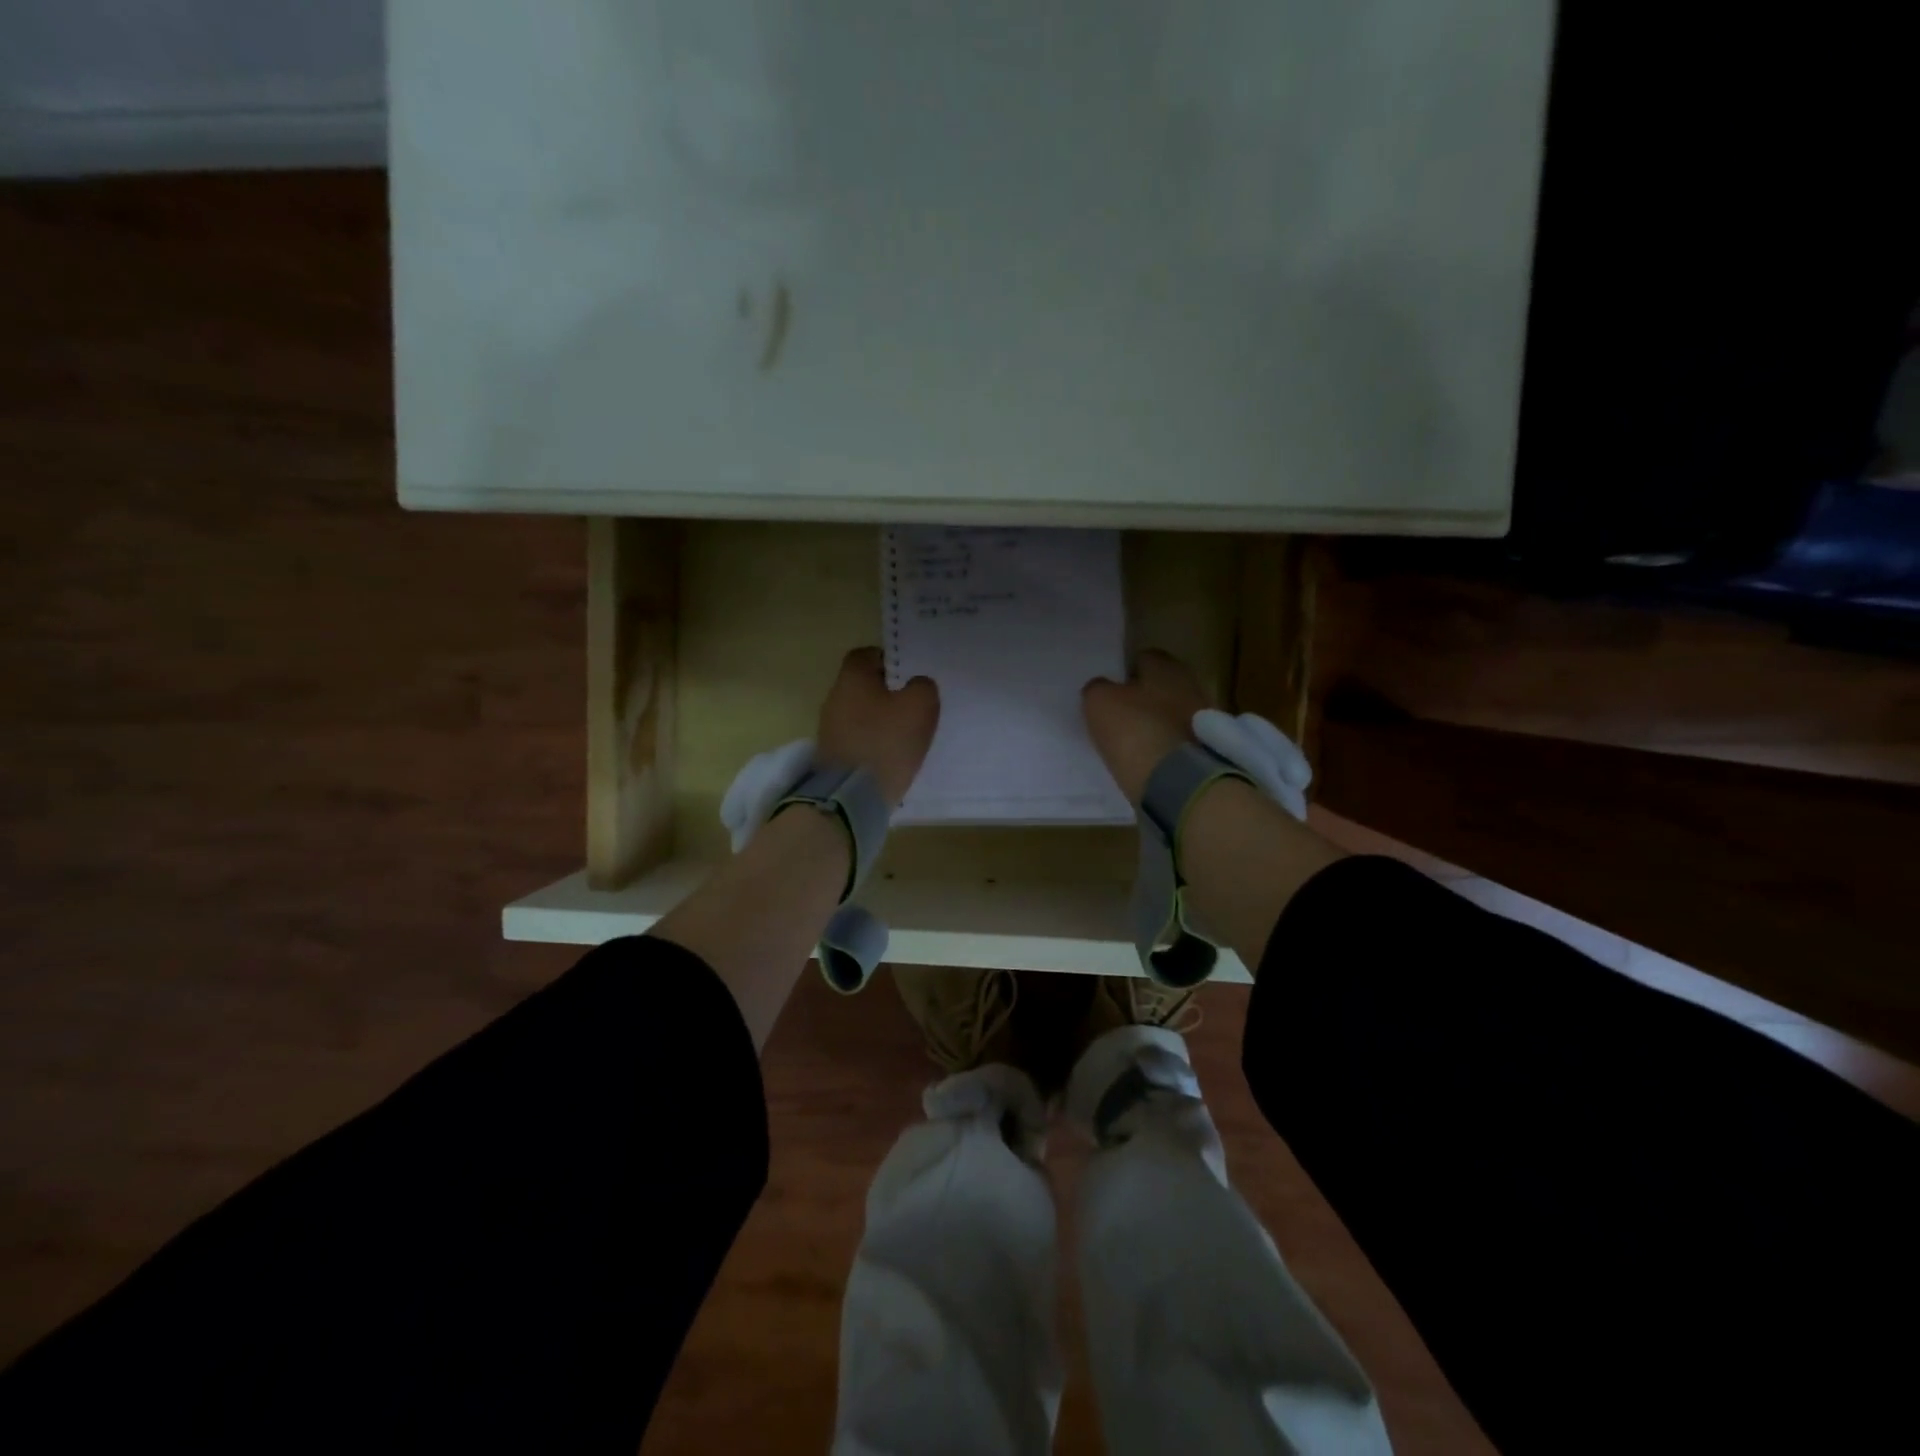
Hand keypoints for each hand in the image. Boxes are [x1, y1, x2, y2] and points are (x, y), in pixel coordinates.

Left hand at [816, 647, 939, 808]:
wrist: (851, 796)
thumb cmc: (886, 741)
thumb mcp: (920, 707)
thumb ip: (922, 687)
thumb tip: (916, 685)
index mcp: (852, 679)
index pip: (865, 655)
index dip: (887, 660)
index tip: (906, 674)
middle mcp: (834, 699)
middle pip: (860, 686)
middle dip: (884, 693)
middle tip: (910, 705)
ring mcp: (828, 730)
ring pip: (857, 714)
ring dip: (877, 720)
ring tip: (902, 734)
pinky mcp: (831, 757)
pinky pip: (855, 740)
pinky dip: (870, 743)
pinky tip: (888, 755)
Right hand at [1081, 650, 1210, 805]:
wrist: (1178, 782)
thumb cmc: (1136, 729)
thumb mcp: (1099, 702)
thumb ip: (1097, 688)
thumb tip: (1101, 689)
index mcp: (1166, 666)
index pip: (1143, 658)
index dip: (1124, 672)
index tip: (1110, 691)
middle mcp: (1191, 685)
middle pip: (1160, 687)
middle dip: (1143, 698)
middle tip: (1120, 715)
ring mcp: (1203, 719)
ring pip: (1171, 714)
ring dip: (1155, 723)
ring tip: (1132, 741)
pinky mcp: (1208, 749)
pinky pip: (1179, 741)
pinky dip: (1165, 747)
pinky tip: (1148, 759)